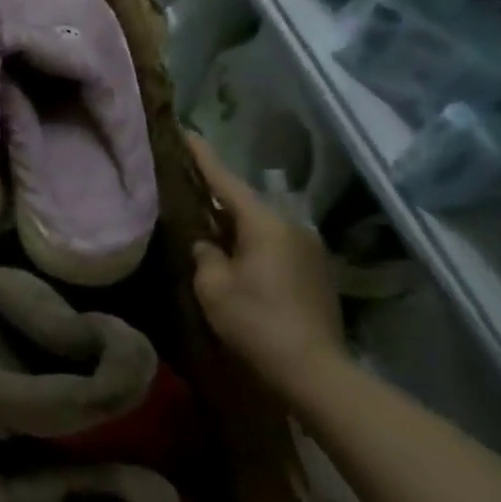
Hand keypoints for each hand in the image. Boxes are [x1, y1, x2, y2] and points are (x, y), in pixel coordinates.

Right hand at [186, 135, 347, 392]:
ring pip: (260, 225)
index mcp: (265, 223)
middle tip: (187, 185)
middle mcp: (291, 227)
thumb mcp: (213, 286)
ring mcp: (308, 249)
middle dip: (216, 194)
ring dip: (234, 223)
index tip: (186, 131)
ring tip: (205, 222)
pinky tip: (233, 254)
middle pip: (245, 202)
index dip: (203, 157)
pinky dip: (250, 243)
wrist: (313, 370)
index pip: (226, 181)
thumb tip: (206, 244)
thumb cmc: (255, 321)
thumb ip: (204, 255)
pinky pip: (273, 244)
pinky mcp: (314, 272)